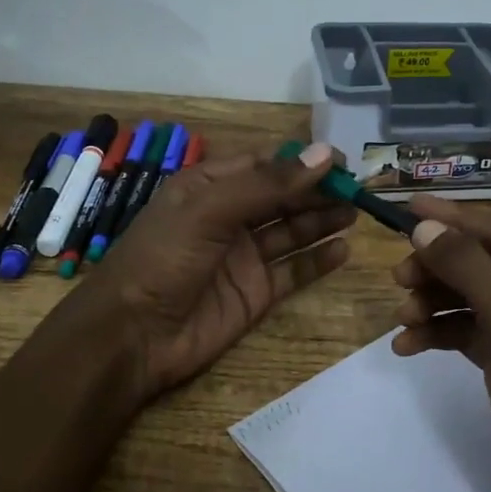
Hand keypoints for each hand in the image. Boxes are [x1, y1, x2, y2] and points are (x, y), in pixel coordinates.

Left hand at [77, 141, 355, 399]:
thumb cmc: (163, 259)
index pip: (265, 165)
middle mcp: (229, 217)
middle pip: (283, 197)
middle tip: (358, 189)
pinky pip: (293, 271)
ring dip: (322, 220)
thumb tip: (324, 155)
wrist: (132, 336)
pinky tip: (343, 249)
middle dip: (318, 191)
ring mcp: (243, 256)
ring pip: (292, 231)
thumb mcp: (209, 210)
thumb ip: (268, 185)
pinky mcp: (255, 292)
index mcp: (209, 187)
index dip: (303, 161)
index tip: (342, 162)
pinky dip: (318, 260)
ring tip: (356, 212)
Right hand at [391, 196, 490, 491]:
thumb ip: (470, 268)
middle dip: (444, 270)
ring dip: (438, 303)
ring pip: (480, 298)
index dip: (458, 222)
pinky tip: (408, 346)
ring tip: (402, 317)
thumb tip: (425, 226)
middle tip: (399, 275)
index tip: (408, 206)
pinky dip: (444, 334)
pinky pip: (477, 333)